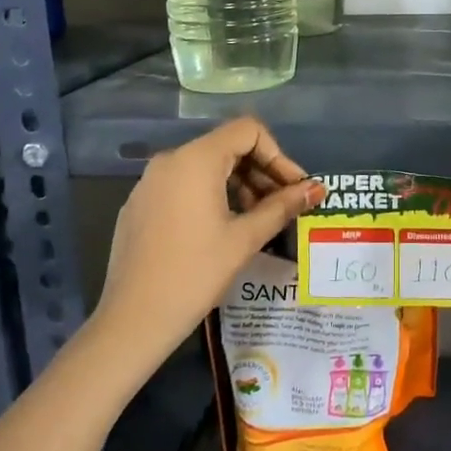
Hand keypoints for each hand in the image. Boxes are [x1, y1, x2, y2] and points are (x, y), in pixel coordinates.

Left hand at [94, 117, 323, 368]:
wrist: (132, 320)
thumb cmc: (195, 274)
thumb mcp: (245, 238)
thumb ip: (282, 206)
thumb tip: (317, 189)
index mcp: (196, 160)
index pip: (248, 131)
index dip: (278, 155)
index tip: (294, 188)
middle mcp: (170, 161)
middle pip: (227, 146)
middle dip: (261, 171)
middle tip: (284, 206)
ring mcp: (150, 182)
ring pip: (205, 167)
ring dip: (239, 184)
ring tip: (258, 219)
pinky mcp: (140, 204)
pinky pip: (183, 185)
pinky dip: (211, 196)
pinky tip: (223, 230)